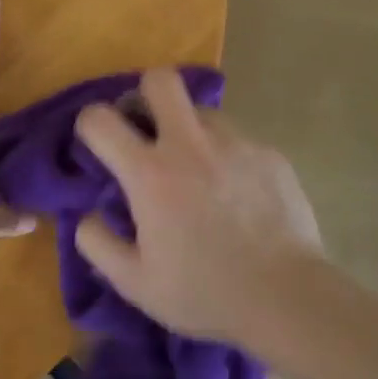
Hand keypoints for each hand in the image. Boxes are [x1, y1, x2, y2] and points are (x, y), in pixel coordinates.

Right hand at [73, 67, 329, 345]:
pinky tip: (237, 194)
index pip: (100, 118)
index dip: (89, 124)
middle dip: (145, 95)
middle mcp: (190, 144)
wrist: (288, 298)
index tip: (97, 144)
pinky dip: (226, 156)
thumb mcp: (135, 283)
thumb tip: (88, 214)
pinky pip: (237, 139)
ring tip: (197, 170)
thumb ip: (97, 243)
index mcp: (150, 173)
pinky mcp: (269, 154)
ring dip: (188, 129)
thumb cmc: (205, 293)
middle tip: (147, 130)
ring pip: (201, 110)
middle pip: (160, 80)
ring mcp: (235, 144)